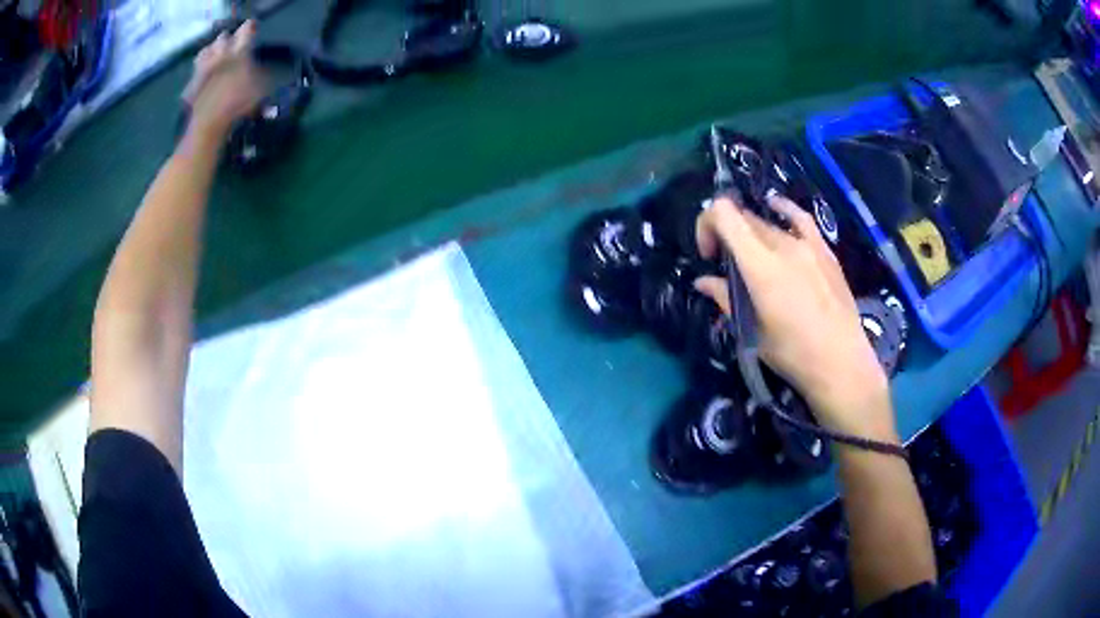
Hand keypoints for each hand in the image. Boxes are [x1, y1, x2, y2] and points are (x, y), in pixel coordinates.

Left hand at [181, 20, 265, 139]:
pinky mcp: (191, 82)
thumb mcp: (260, 89)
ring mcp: (202, 67)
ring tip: (215, 56)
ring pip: (206, 50)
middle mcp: (219, 53)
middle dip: (228, 39)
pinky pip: (196, 70)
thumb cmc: (237, 104)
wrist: (207, 123)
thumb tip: (262, 71)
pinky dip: (200, 70)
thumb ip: (261, 75)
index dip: (250, 29)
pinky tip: (204, 76)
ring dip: (211, 51)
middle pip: (223, 37)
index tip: (252, 29)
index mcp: (238, 50)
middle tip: (233, 45)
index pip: (246, 29)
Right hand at [694, 195, 894, 439]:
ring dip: (751, 234)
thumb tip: (703, 282)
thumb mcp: (752, 331)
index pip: (724, 215)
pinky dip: (783, 209)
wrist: (841, 363)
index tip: (708, 255)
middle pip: (744, 220)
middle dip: (726, 235)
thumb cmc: (792, 354)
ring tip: (752, 257)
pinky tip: (775, 207)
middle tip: (726, 266)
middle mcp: (782, 245)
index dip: (706, 223)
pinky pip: (800, 219)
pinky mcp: (824, 251)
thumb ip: (725, 299)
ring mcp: (807, 245)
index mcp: (760, 266)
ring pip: (768, 223)